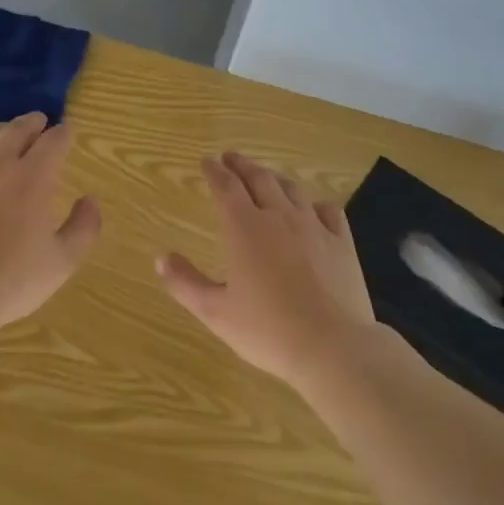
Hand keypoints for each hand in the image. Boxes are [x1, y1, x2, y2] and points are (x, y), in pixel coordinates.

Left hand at [0, 112, 100, 333]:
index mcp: (33, 177)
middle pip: (16, 129)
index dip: (64, 134)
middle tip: (39, 123)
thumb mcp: (63, 261)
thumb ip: (84, 227)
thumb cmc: (11, 281)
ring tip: (2, 133)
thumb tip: (89, 200)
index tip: (67, 134)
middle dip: (32, 123)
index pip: (54, 141)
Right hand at [156, 151, 376, 382]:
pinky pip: (328, 210)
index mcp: (245, 229)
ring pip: (292, 190)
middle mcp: (279, 217)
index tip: (207, 162)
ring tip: (265, 176)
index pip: (226, 187)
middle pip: (259, 179)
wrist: (333, 346)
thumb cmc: (267, 330)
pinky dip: (314, 203)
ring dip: (274, 178)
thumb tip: (161, 258)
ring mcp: (314, 227)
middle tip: (231, 158)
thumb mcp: (215, 312)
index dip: (214, 171)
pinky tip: (312, 208)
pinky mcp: (342, 242)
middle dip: (242, 166)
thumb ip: (185, 283)